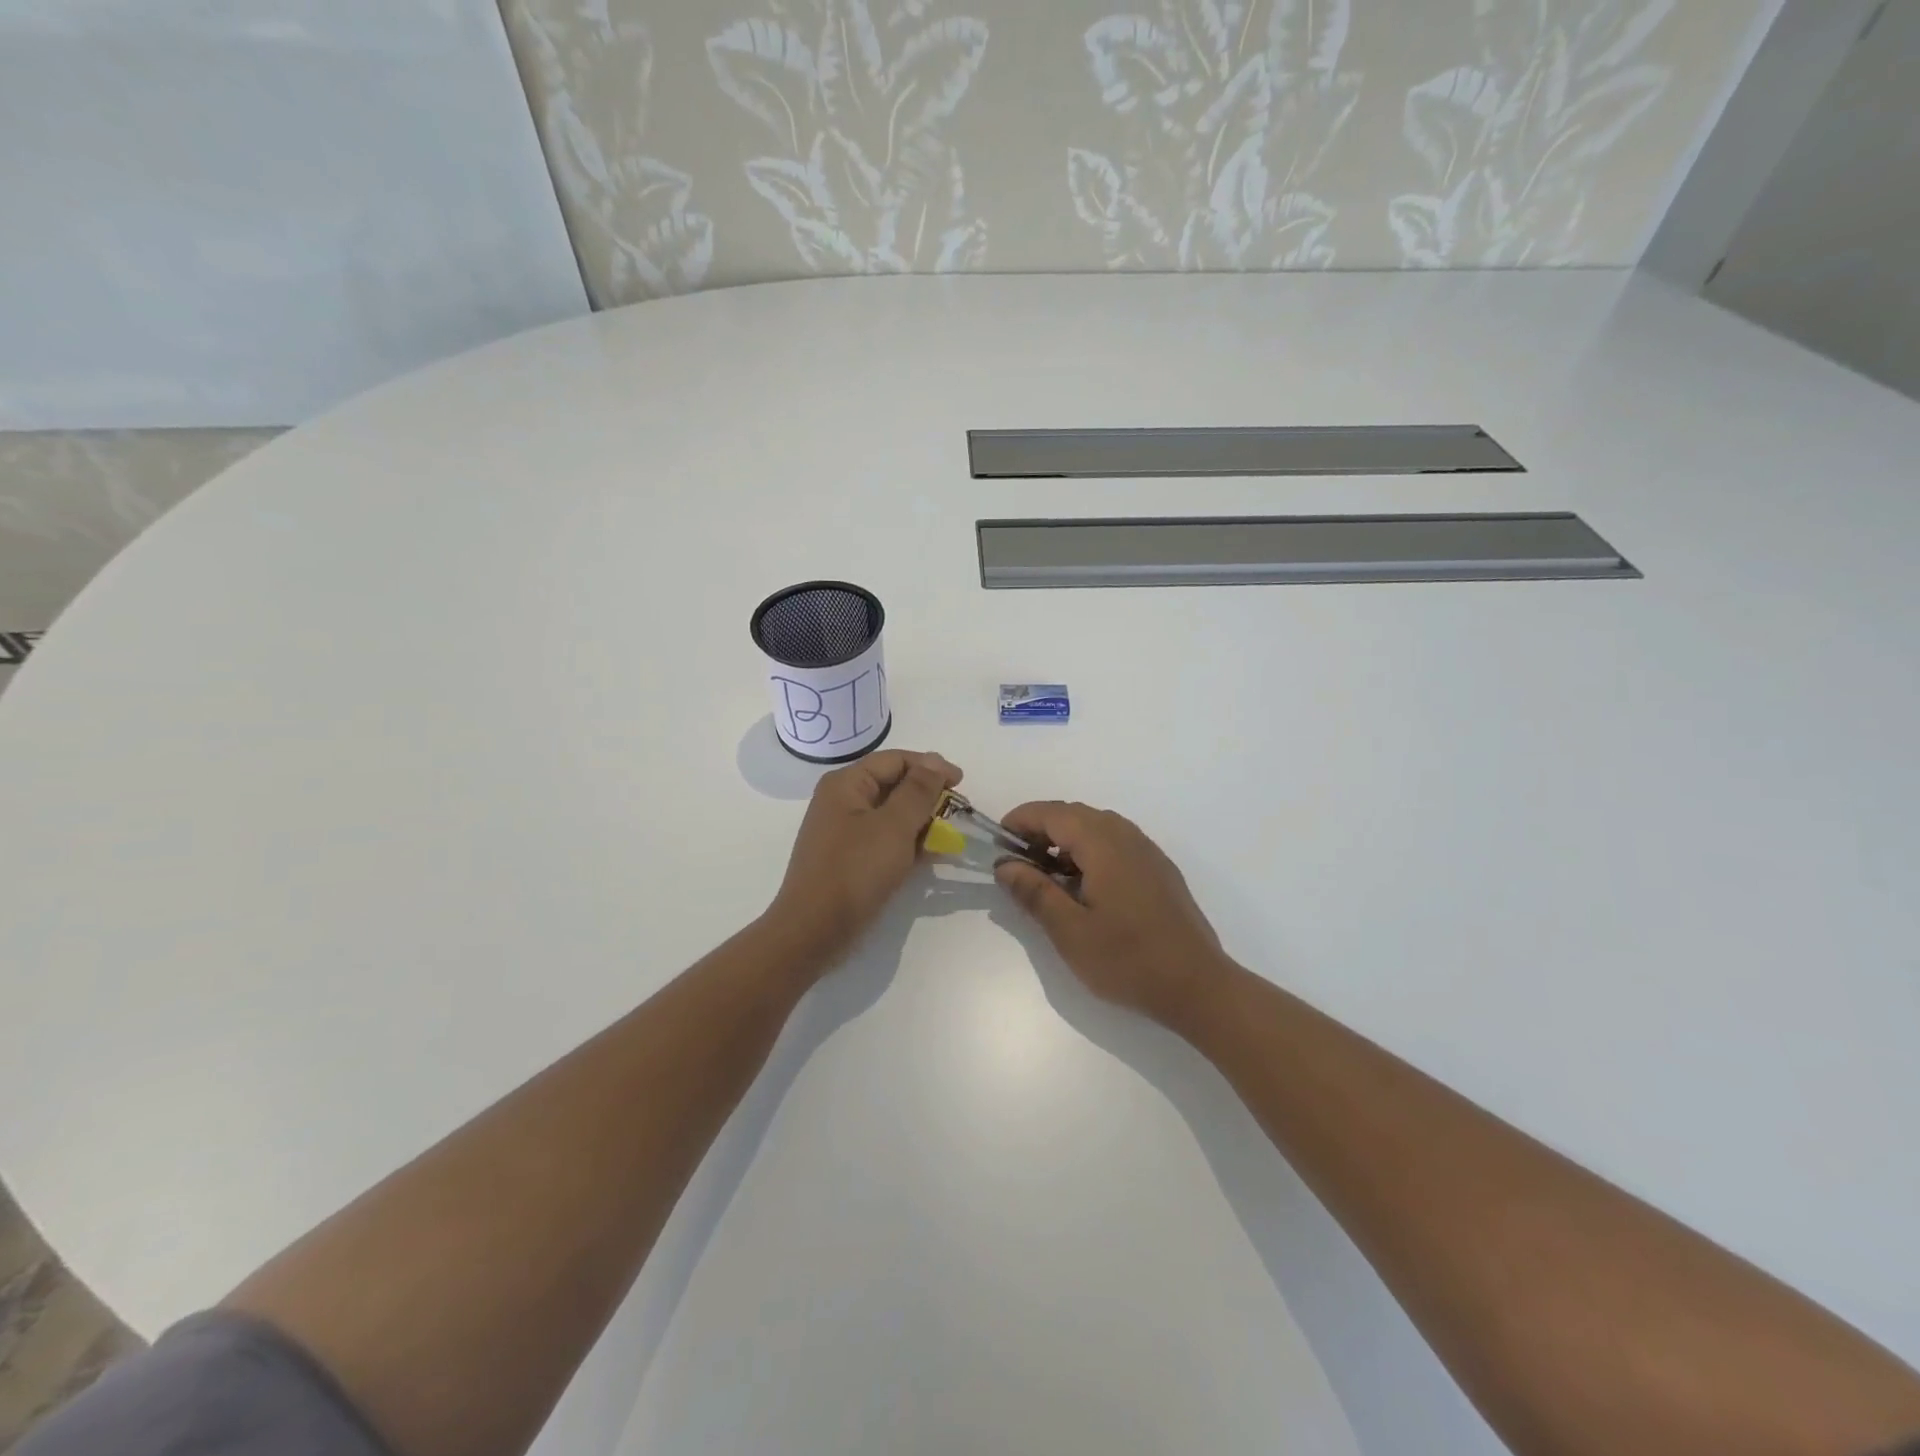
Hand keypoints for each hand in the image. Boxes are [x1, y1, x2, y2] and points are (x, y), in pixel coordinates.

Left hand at [766, 750, 962, 967]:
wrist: (814, 931)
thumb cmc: (855, 871)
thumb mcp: (894, 826)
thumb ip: (918, 790)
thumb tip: (936, 760)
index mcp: (846, 784)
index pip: (895, 760)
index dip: (931, 767)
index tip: (962, 783)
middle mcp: (842, 801)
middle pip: (892, 784)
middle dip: (927, 795)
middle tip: (958, 812)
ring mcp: (844, 831)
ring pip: (891, 814)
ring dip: (921, 821)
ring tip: (948, 836)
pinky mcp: (849, 858)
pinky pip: (884, 839)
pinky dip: (907, 842)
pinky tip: (930, 855)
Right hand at [994, 801, 1237, 1030]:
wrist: (1198, 986)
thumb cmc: (1128, 960)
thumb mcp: (1070, 931)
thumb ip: (1035, 892)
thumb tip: (1006, 865)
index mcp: (1103, 844)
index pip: (1053, 813)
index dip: (1021, 820)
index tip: (998, 842)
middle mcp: (1127, 836)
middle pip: (1075, 814)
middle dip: (1041, 829)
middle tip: (1017, 861)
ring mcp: (1147, 852)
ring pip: (1097, 827)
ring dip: (1066, 839)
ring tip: (1046, 874)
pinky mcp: (1159, 870)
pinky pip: (1116, 843)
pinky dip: (1090, 850)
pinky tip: (1084, 886)